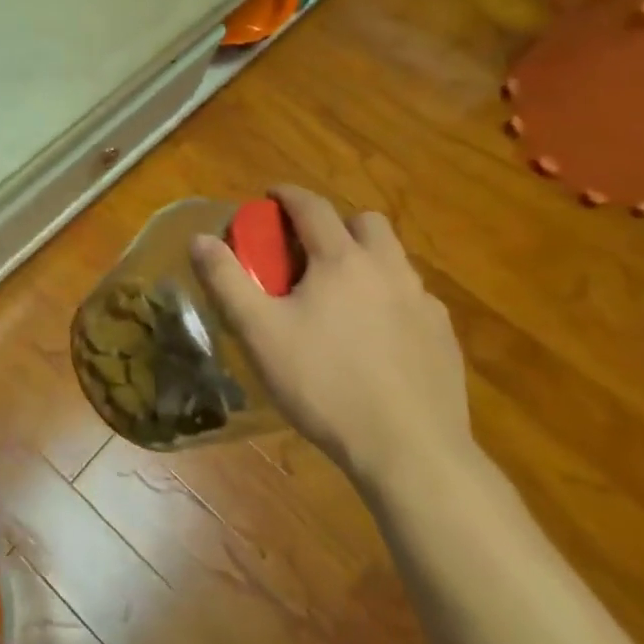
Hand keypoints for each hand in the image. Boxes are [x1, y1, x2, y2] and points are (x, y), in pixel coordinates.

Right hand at [191, 187, 472, 489]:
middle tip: (307, 252)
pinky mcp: (443, 336)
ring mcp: (422, 302)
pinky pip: (412, 298)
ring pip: (393, 259)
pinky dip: (388, 298)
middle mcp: (387, 269)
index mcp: (341, 260)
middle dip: (334, 224)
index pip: (312, 207)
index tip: (269, 196)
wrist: (408, 448)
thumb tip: (200, 238)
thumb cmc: (324, 384)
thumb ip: (226, 280)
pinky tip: (374, 336)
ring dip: (364, 259)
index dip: (287, 195)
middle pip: (365, 222)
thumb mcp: (259, 332)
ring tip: (339, 296)